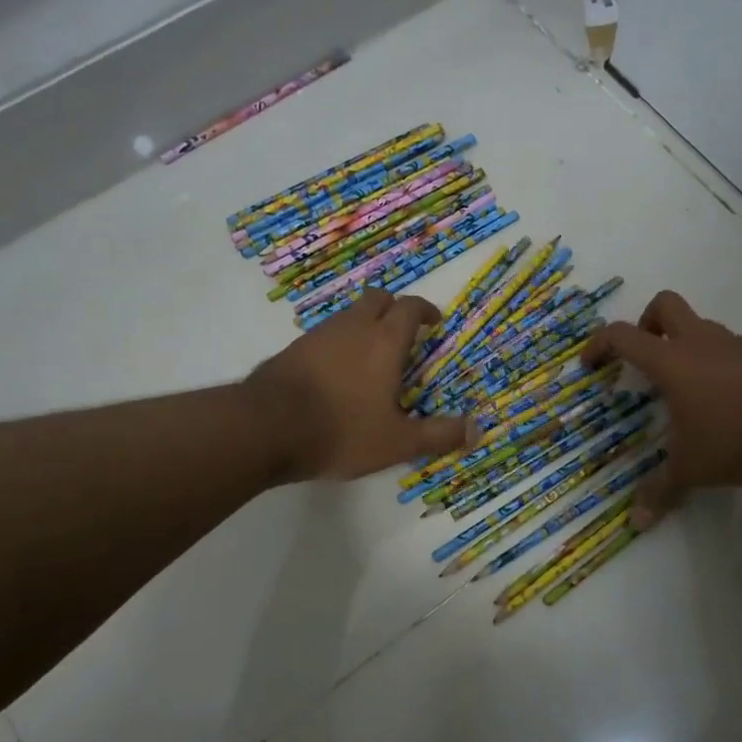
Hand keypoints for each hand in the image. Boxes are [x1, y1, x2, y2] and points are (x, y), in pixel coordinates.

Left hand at [247, 289, 470, 480]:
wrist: (265, 428)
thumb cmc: (341, 430)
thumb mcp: (397, 442)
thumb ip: (438, 435)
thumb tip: (476, 430)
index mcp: (384, 342)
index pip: (409, 308)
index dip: (425, 311)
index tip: (434, 322)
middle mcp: (352, 328)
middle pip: (377, 299)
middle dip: (394, 309)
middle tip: (404, 332)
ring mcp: (318, 335)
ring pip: (349, 315)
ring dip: (365, 325)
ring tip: (373, 356)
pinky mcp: (292, 349)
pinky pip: (325, 334)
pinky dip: (339, 343)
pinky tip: (338, 372)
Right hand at [583, 291, 741, 526]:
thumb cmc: (740, 436)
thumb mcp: (694, 468)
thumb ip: (662, 490)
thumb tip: (636, 522)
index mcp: (673, 361)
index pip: (624, 335)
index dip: (600, 344)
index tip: (590, 365)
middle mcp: (702, 342)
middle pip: (665, 305)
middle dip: (646, 324)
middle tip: (644, 359)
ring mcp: (738, 345)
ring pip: (701, 328)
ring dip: (685, 347)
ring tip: (687, 394)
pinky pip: (730, 350)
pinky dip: (718, 365)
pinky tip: (727, 405)